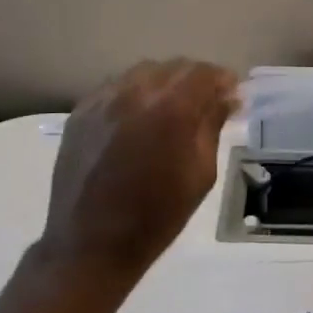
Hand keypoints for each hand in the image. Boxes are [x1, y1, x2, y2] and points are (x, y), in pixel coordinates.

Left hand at [40, 59, 237, 278]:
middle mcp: (135, 93)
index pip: (203, 73)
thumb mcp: (200, 174)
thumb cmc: (157, 216)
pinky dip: (134, 94)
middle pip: (174, 67)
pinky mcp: (80, 113)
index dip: (222, 80)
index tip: (232, 96)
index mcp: (170, 109)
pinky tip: (138, 119)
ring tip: (171, 110)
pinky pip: (115, 88)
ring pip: (143, 73)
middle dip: (195, 81)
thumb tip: (226, 98)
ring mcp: (103, 100)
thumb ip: (212, 126)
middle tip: (206, 104)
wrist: (91, 245)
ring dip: (164, 84)